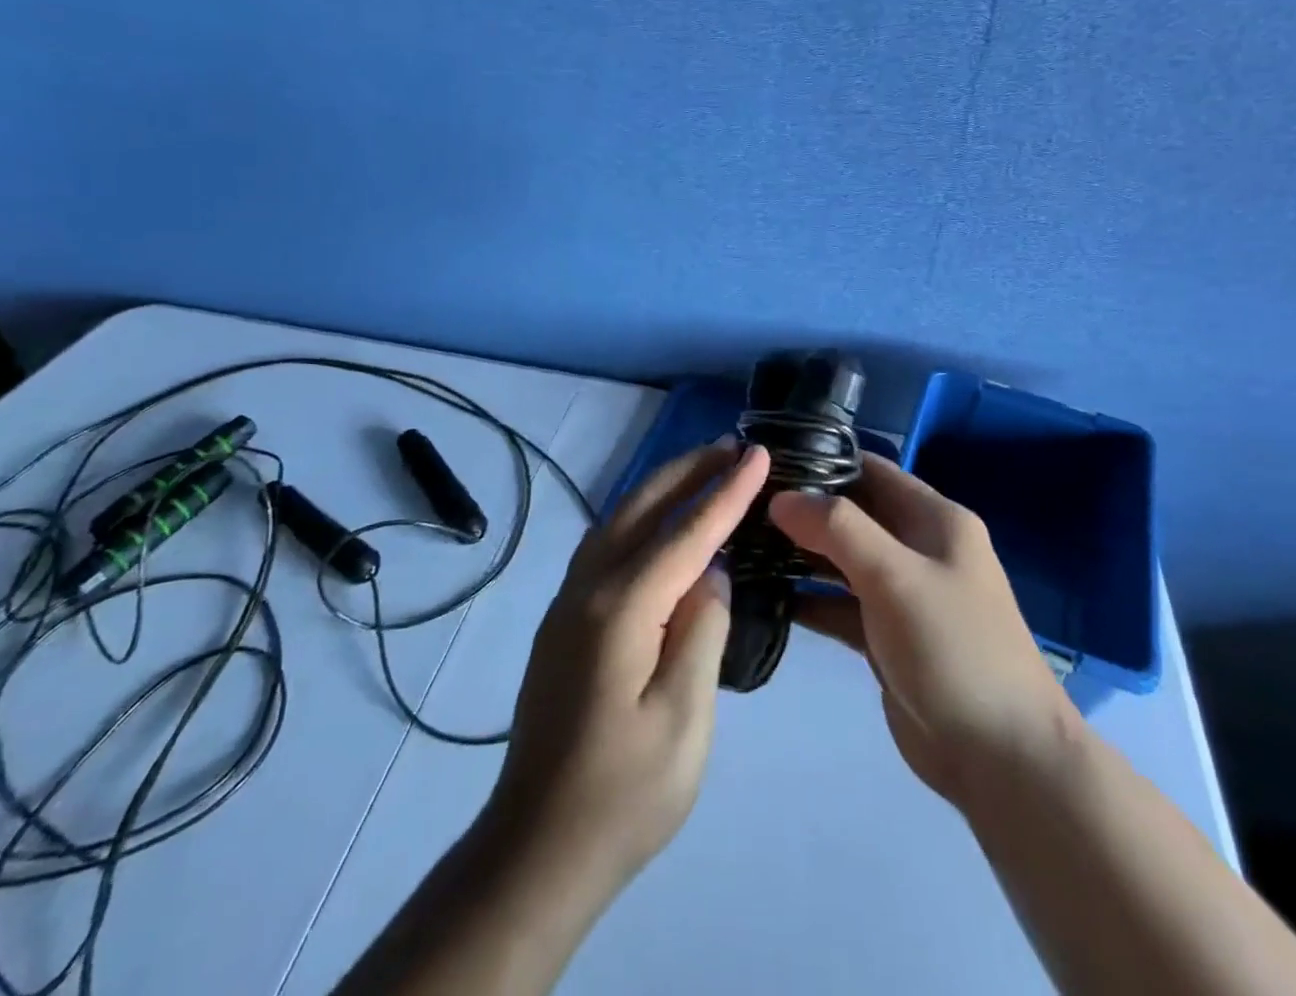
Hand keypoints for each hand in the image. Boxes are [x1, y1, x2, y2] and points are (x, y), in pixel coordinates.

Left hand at [487, 441, 766, 897]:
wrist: (536, 850)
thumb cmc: (623, 795)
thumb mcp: (684, 719)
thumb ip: (701, 632)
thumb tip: (709, 574)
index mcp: (620, 608)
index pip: (686, 532)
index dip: (727, 491)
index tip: (759, 453)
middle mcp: (587, 588)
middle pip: (643, 508)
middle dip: (691, 470)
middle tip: (735, 446)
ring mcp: (568, 602)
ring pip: (620, 520)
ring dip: (664, 488)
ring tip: (706, 470)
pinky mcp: (564, 621)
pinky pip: (607, 545)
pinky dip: (641, 517)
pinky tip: (661, 523)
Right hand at [770, 455, 1077, 810]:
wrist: (1001, 758)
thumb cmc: (953, 647)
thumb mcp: (895, 575)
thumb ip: (837, 528)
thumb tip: (781, 497)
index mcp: (934, 520)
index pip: (871, 471)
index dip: (822, 462)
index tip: (767, 463)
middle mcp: (919, 549)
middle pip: (852, 515)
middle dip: (803, 509)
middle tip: (743, 507)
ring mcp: (902, 594)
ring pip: (842, 560)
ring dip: (800, 554)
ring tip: (743, 544)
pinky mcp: (886, 637)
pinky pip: (840, 605)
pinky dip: (808, 599)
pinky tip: (765, 595)